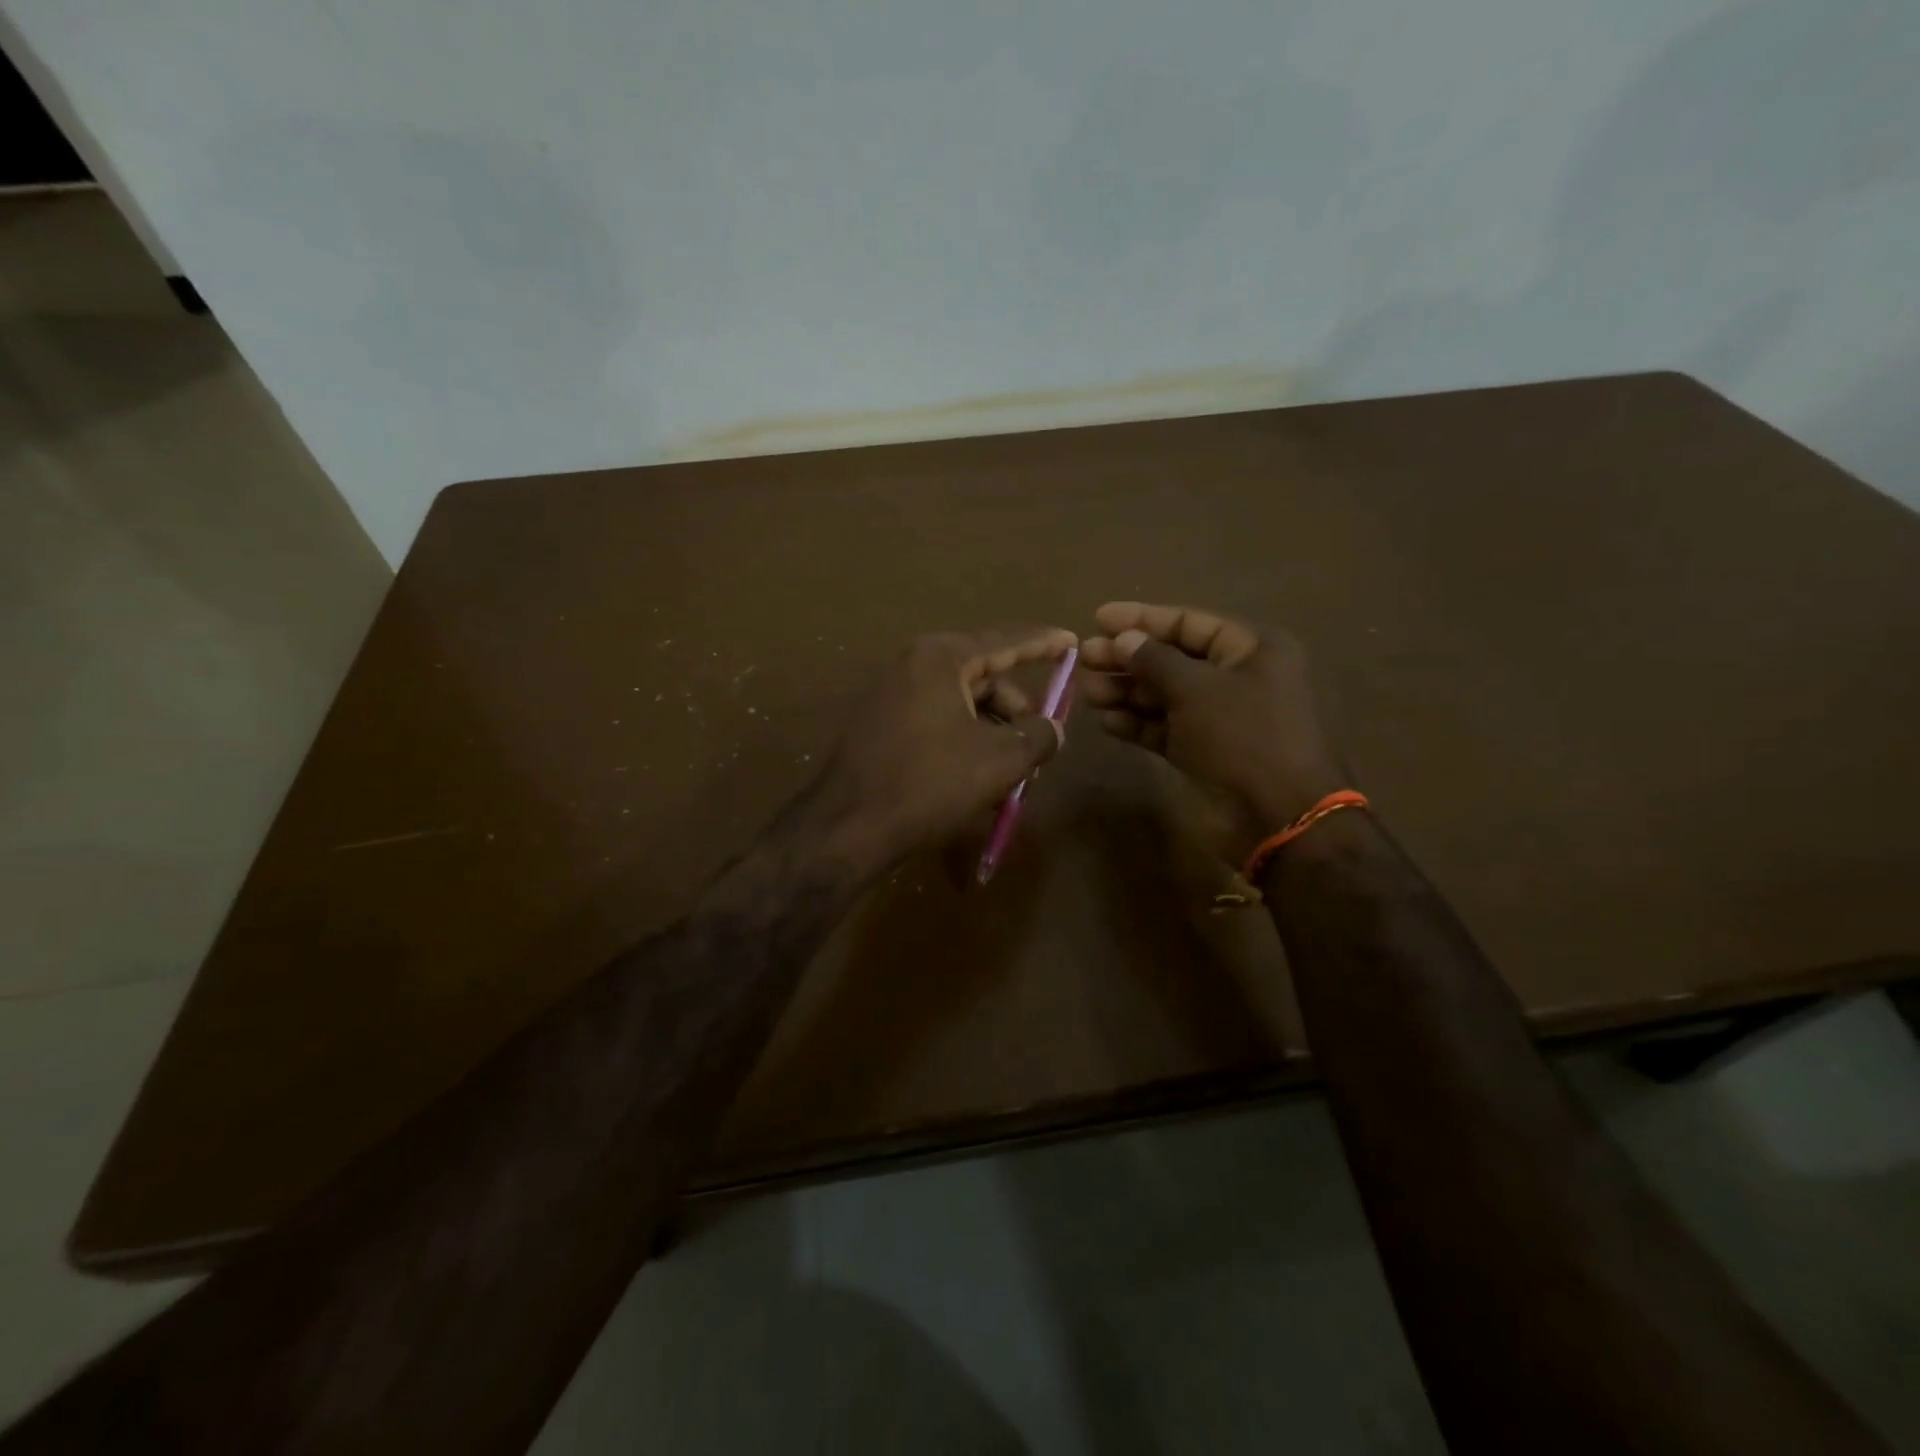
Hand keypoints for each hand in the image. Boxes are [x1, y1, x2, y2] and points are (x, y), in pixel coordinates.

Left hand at [809, 627, 1077, 867]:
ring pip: (962, 705)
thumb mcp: (999, 760)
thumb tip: (1054, 728)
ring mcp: (892, 695)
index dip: (1043, 644)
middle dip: (1017, 711)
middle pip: (984, 678)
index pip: (1005, 643)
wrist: (848, 828)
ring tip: (1013, 775)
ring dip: (994, 734)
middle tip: (1042, 745)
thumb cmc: (930, 784)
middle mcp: (913, 666)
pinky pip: (937, 722)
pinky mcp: (881, 726)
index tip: (1071, 642)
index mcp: (941, 658)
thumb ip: (1038, 736)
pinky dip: (965, 743)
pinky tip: (979, 780)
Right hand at [1079, 602, 1346, 829]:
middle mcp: (1235, 678)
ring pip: (1164, 695)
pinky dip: (1137, 723)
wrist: (1277, 816)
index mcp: (1251, 650)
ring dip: (1125, 692)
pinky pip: (1164, 728)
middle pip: (1172, 659)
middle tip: (1084, 658)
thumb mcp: (1197, 689)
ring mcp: (1218, 717)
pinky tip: (1106, 720)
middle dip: (1127, 658)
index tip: (1099, 618)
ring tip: (1087, 692)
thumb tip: (1124, 639)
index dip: (1143, 619)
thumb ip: (1156, 660)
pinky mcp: (1202, 750)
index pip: (1189, 623)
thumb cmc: (1243, 737)